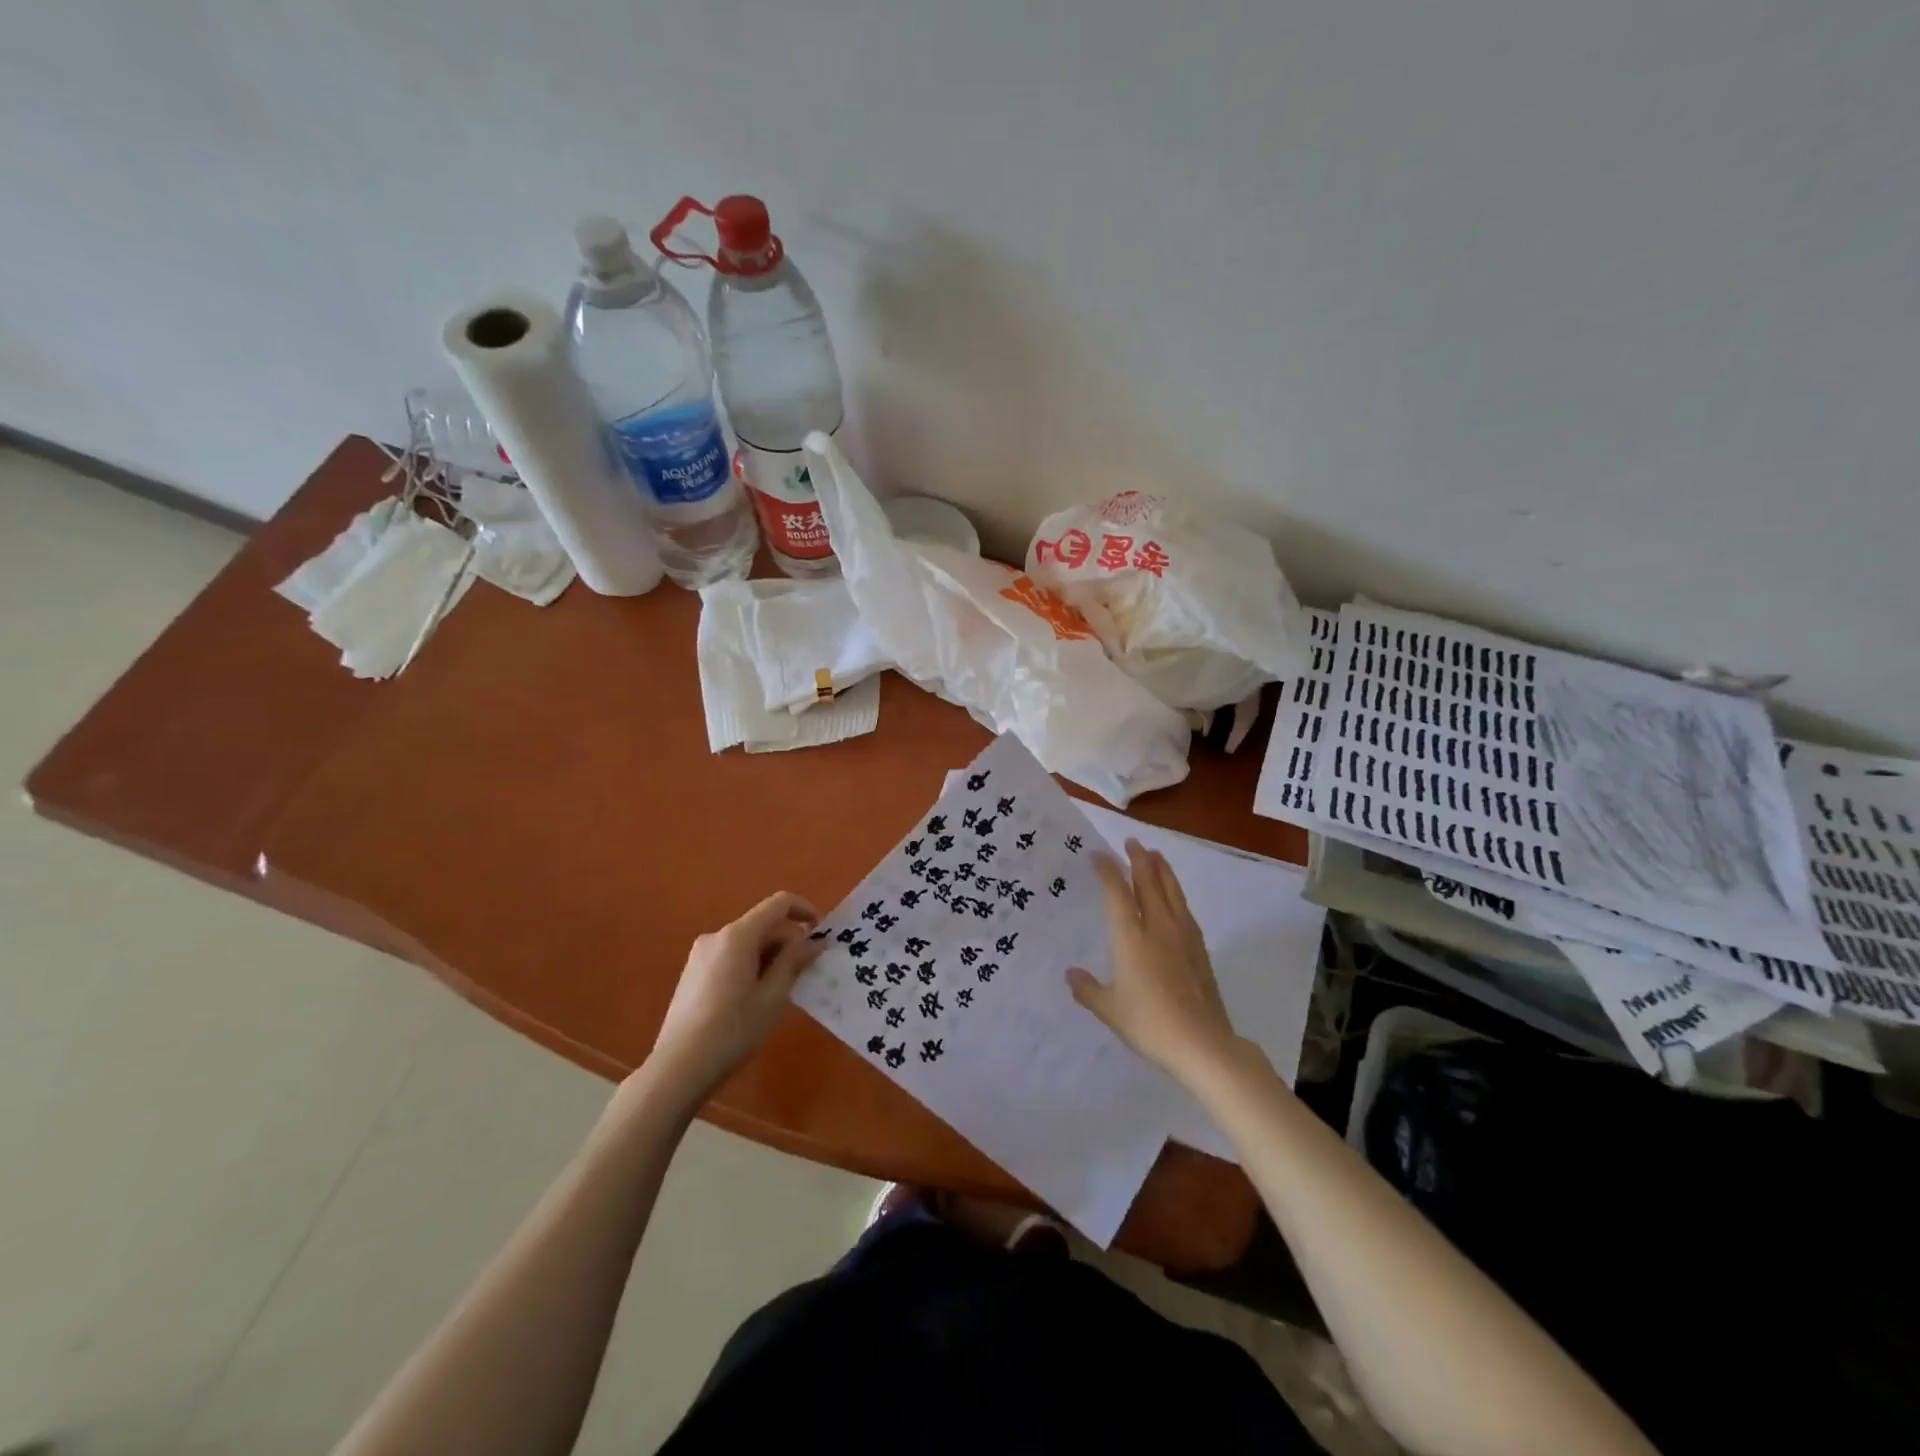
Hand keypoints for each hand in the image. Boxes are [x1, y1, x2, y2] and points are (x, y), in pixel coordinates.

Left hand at [646, 891, 822, 1105]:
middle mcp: (717, 935)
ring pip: (747, 941)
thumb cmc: (733, 1029)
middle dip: (788, 940)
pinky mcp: (693, 972)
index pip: (779, 903)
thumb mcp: (773, 996)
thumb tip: (814, 942)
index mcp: (738, 935)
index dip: (805, 910)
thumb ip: (794, 961)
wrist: (679, 1067)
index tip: (822, 932)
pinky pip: (731, 955)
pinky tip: (754, 997)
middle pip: (762, 923)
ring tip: (782, 988)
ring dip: (770, 954)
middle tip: (807, 969)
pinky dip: (751, 964)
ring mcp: (701, 953)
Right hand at [1068, 842, 1241, 1084]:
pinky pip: (1184, 909)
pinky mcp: (1199, 949)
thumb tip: (1071, 974)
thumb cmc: (1149, 1024)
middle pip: (1149, 883)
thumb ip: (1088, 989)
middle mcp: (1157, 928)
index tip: (1098, 854)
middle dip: (1139, 859)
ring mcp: (1182, 936)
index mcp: (1131, 938)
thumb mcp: (1110, 1010)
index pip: (1117, 892)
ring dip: (1162, 870)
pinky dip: (1176, 893)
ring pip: (1172, 891)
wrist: (1202, 1043)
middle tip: (1132, 842)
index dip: (1107, 870)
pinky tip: (1175, 897)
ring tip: (1156, 855)